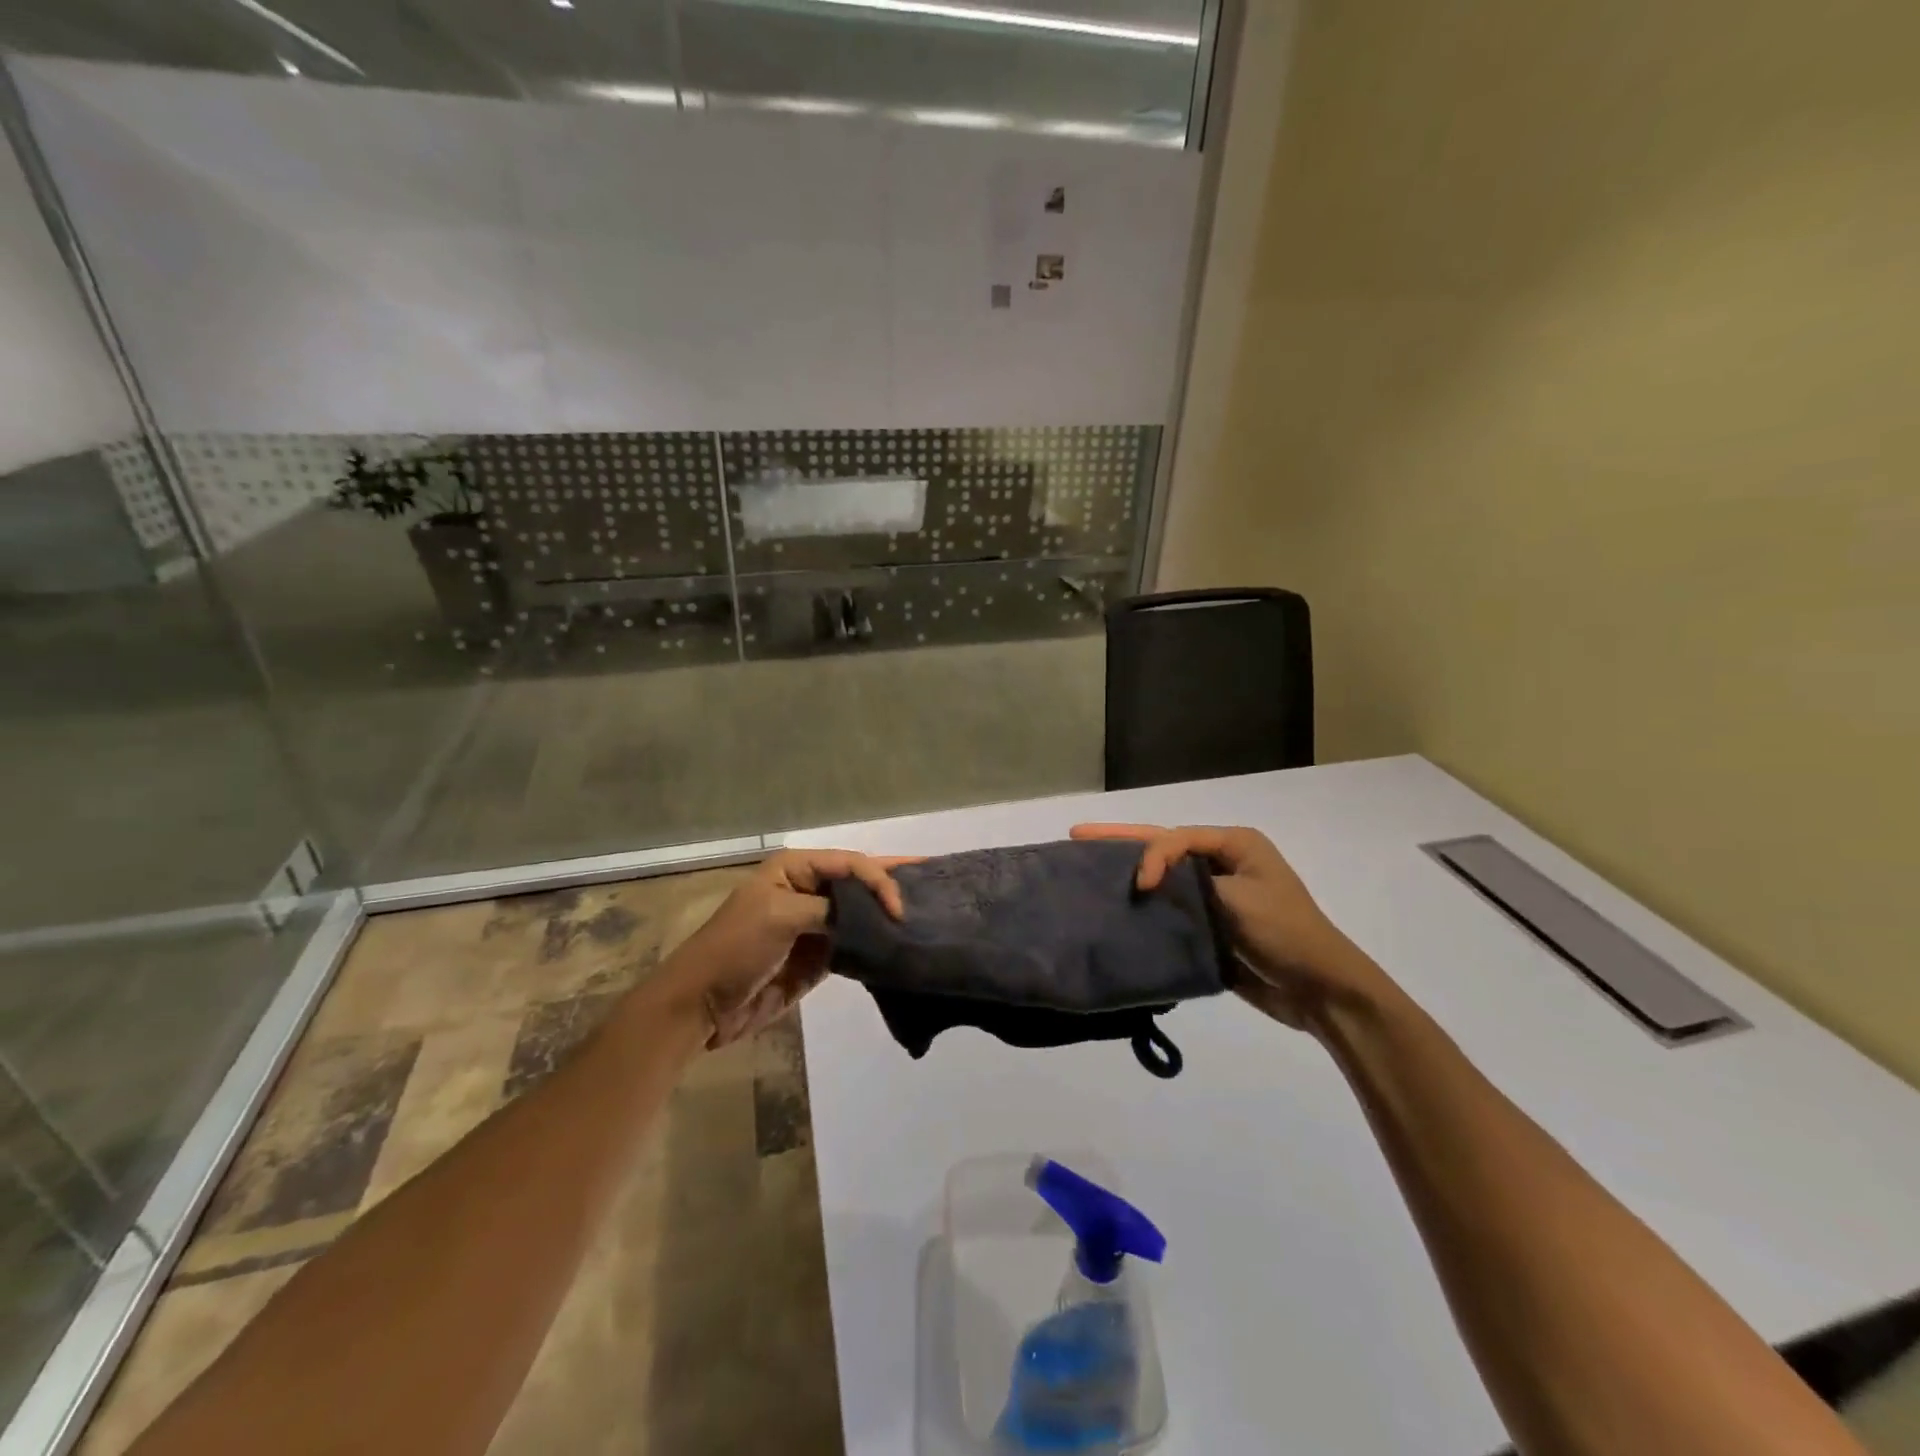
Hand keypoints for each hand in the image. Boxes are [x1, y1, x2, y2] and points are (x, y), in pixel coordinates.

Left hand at [664, 849, 909, 1048]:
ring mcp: (814, 924)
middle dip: (892, 882)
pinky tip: (902, 943)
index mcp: (794, 869)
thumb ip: (828, 910)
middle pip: (859, 882)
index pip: (850, 864)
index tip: (899, 910)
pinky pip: (854, 944)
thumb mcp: (780, 917)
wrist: (703, 1005)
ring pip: (860, 913)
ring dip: (887, 914)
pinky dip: (876, 944)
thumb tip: (867, 919)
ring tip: (929, 914)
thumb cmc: (735, 949)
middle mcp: (807, 890)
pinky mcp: (818, 956)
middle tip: (935, 881)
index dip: (879, 880)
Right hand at [1070, 823, 1397, 1030]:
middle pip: (1163, 846)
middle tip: (1077, 833)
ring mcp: (1214, 895)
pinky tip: (1114, 909)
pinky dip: (1143, 907)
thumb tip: (1146, 884)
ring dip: (1128, 872)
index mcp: (1234, 845)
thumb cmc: (1284, 933)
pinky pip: (1169, 909)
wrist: (1318, 989)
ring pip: (1163, 877)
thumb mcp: (1239, 898)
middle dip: (1120, 840)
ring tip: (1085, 867)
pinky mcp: (1208, 925)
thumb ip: (1189, 882)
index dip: (1149, 852)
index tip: (1140, 884)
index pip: (1176, 837)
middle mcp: (1221, 863)